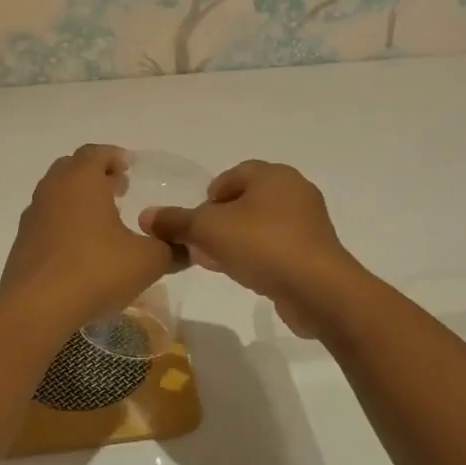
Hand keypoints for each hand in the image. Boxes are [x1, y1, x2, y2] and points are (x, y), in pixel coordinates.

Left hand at [0, 145, 178, 334]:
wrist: (36, 307)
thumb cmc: (95, 270)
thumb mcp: (148, 261)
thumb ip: (171, 249)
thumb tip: (186, 247)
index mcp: (81, 179)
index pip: (95, 152)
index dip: (114, 157)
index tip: (129, 169)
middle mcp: (53, 189)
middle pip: (73, 168)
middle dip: (96, 175)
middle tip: (119, 190)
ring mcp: (33, 215)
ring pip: (57, 194)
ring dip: (79, 200)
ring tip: (103, 221)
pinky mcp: (23, 243)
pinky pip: (47, 221)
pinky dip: (65, 224)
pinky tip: (82, 249)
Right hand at [143, 161, 365, 338]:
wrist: (318, 290)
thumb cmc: (262, 245)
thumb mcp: (209, 230)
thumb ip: (176, 221)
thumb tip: (147, 216)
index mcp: (274, 175)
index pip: (233, 175)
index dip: (209, 196)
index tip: (196, 221)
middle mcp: (295, 191)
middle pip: (246, 201)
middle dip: (220, 222)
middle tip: (200, 244)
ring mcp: (308, 223)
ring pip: (261, 226)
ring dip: (236, 241)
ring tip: (215, 262)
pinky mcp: (314, 252)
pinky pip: (277, 247)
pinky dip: (257, 256)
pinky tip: (242, 275)